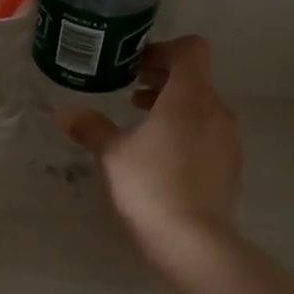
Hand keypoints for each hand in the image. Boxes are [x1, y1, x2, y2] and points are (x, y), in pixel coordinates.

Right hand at [54, 35, 240, 256]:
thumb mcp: (112, 155)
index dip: (163, 50)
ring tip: (141, 124)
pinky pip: (208, 134)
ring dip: (173, 107)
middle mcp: (216, 111)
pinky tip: (160, 157)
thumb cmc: (151, 187)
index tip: (135, 66)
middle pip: (195, 78)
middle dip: (162, 79)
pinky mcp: (230, 167)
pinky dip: (185, 131)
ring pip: (202, 107)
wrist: (195, 243)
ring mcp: (229, 140)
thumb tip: (63, 112)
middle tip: (129, 91)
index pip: (191, 50)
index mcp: (190, 97)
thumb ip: (91, 127)